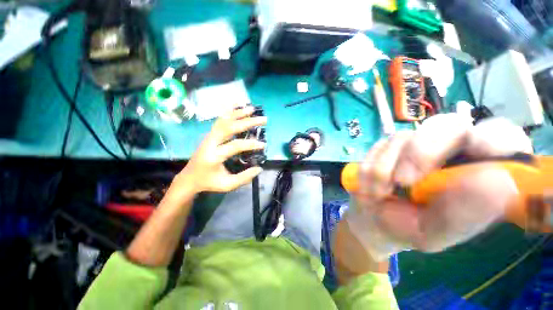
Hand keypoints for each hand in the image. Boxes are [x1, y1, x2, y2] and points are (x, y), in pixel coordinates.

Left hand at [175, 106, 266, 193]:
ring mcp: (209, 136)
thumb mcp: (227, 185)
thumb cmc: (209, 182)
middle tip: (263, 119)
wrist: (189, 178)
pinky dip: (228, 112)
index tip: (263, 144)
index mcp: (214, 156)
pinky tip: (236, 105)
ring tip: (252, 108)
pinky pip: (219, 121)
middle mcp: (210, 142)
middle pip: (229, 127)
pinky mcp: (209, 135)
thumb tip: (259, 168)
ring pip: (224, 121)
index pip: (235, 146)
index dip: (250, 144)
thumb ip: (244, 177)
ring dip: (239, 113)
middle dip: (247, 122)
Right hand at [347, 114, 532, 258]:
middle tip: (402, 182)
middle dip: (420, 153)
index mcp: (474, 172)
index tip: (479, 150)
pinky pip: (377, 148)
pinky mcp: (386, 146)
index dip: (493, 137)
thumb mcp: (434, 233)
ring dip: (384, 170)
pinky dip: (370, 168)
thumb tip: (498, 181)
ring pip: (402, 138)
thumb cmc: (407, 228)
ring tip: (379, 194)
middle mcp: (447, 151)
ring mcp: (413, 144)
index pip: (500, 136)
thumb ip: (463, 215)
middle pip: (448, 125)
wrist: (372, 220)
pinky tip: (371, 185)